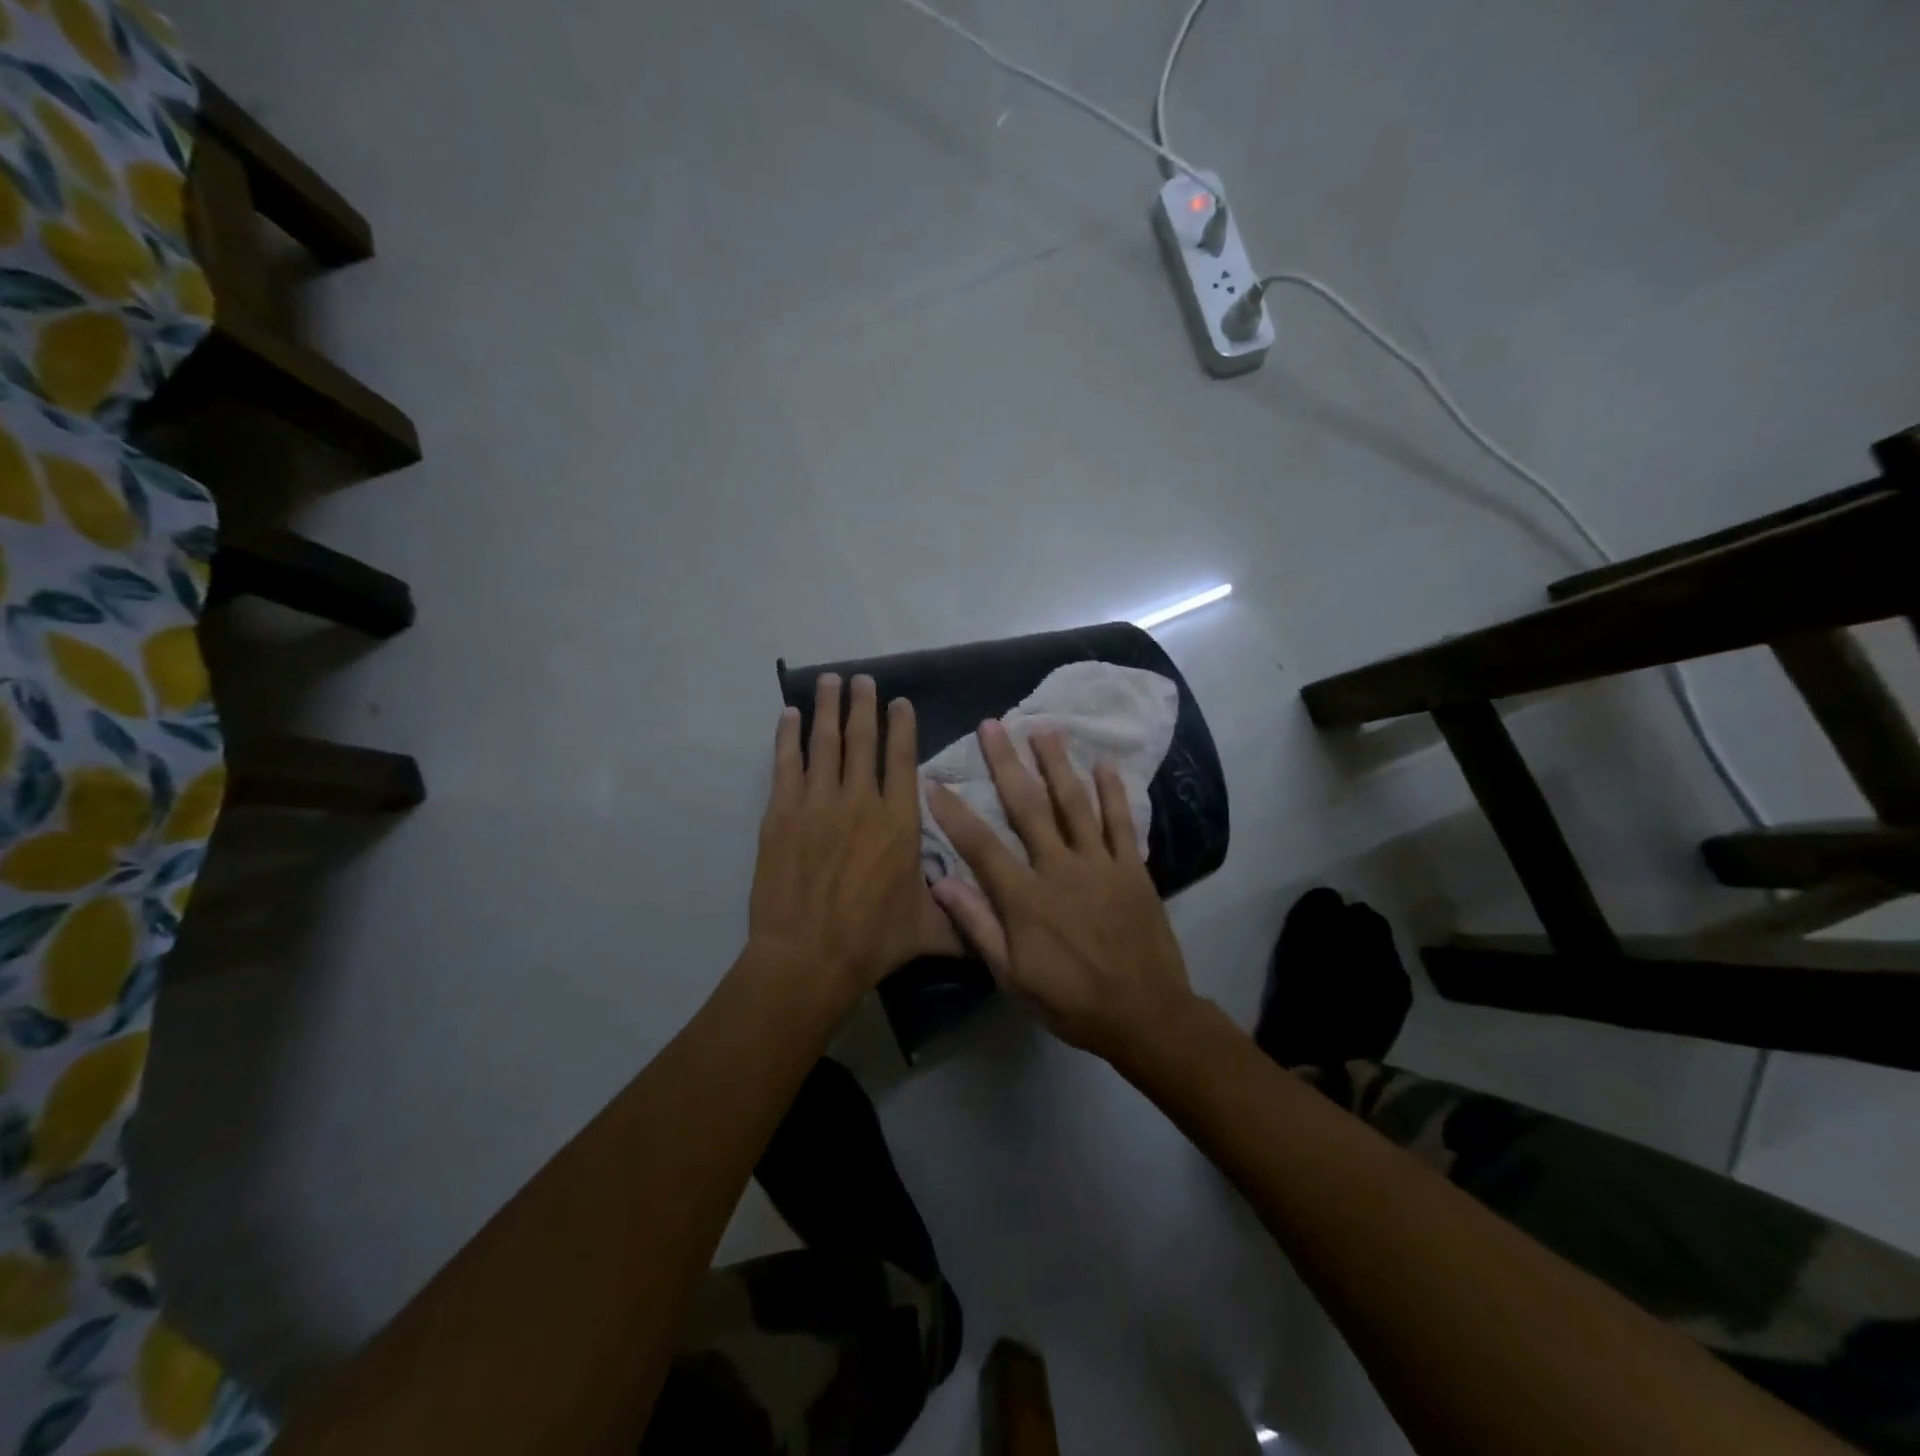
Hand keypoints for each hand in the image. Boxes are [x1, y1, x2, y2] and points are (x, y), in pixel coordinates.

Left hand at [749, 674, 962, 1001]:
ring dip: (827, 709)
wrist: (808, 955)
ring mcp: (818, 803)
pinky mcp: (782, 814)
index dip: (901, 726)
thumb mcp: (931, 931)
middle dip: (862, 705)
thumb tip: (1000, 925)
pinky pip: (786, 764)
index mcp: (899, 820)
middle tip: (861, 679)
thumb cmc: (873, 941)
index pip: (902, 759)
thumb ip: (965, 921)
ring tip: (829, 680)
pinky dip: (788, 737)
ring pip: (825, 743)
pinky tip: (789, 716)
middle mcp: (861, 800)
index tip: (899, 701)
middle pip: (863, 740)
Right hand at [926, 721, 1195, 1064]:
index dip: (954, 813)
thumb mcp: (1013, 976)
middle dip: (1006, 763)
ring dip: (1057, 764)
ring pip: (1074, 803)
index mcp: (1025, 897)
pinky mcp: (1132, 867)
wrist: (1145, 1014)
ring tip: (1043, 729)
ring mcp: (1100, 863)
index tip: (934, 781)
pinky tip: (1104, 764)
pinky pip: (1121, 822)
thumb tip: (940, 883)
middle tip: (992, 725)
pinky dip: (1113, 792)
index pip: (981, 845)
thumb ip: (978, 926)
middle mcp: (1059, 868)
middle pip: (1027, 807)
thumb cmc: (1071, 1001)